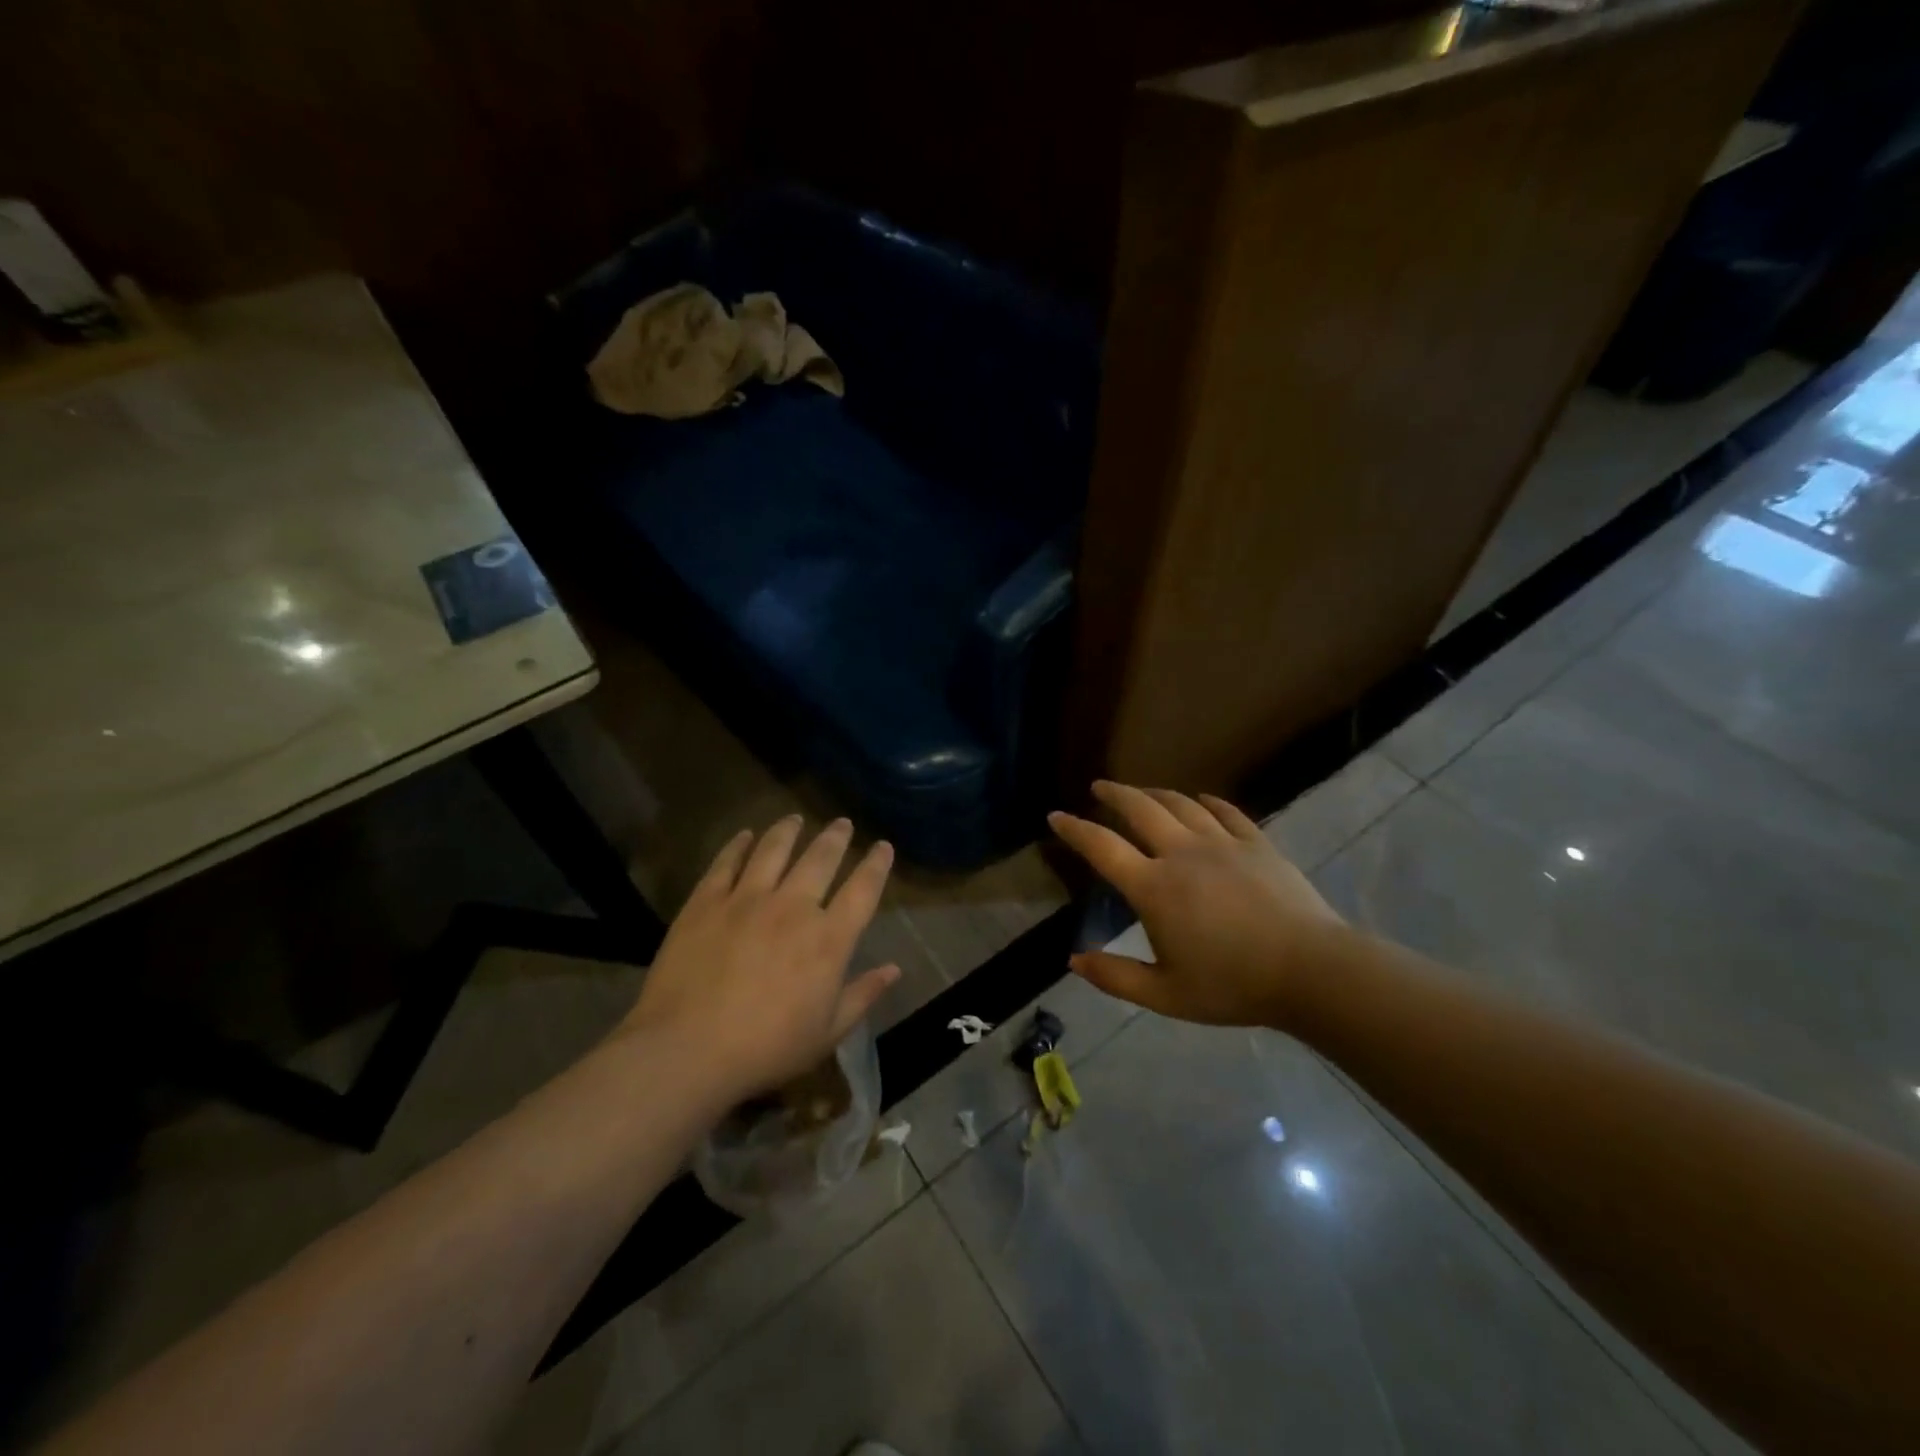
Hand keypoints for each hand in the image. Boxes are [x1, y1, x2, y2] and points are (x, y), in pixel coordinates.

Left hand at [618, 816, 899, 1098]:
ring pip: (773, 849)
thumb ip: (862, 996)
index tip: (883, 846)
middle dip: (835, 837)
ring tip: (795, 819)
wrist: (688, 1049)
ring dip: (788, 830)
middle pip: (820, 858)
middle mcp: (793, 907)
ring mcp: (747, 899)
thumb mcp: (827, 1034)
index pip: (862, 890)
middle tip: (842, 822)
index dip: (876, 865)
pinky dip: (738, 845)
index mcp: (828, 939)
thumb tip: (894, 970)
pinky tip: (745, 836)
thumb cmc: (766, 1049)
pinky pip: (726, 862)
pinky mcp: (707, 901)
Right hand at [1049, 781, 1347, 1029]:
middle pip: (1140, 809)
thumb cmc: (1232, 986)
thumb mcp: (1165, 995)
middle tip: (1099, 787)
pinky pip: (1226, 811)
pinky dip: (1207, 801)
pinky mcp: (1256, 844)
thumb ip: (1115, 977)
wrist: (1311, 971)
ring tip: (1142, 793)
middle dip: (1114, 794)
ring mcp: (1222, 843)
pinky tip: (1201, 800)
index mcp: (1154, 888)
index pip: (1102, 848)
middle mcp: (1182, 853)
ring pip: (1181, 804)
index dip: (1075, 829)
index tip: (1056, 815)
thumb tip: (1073, 960)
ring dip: (1155, 793)